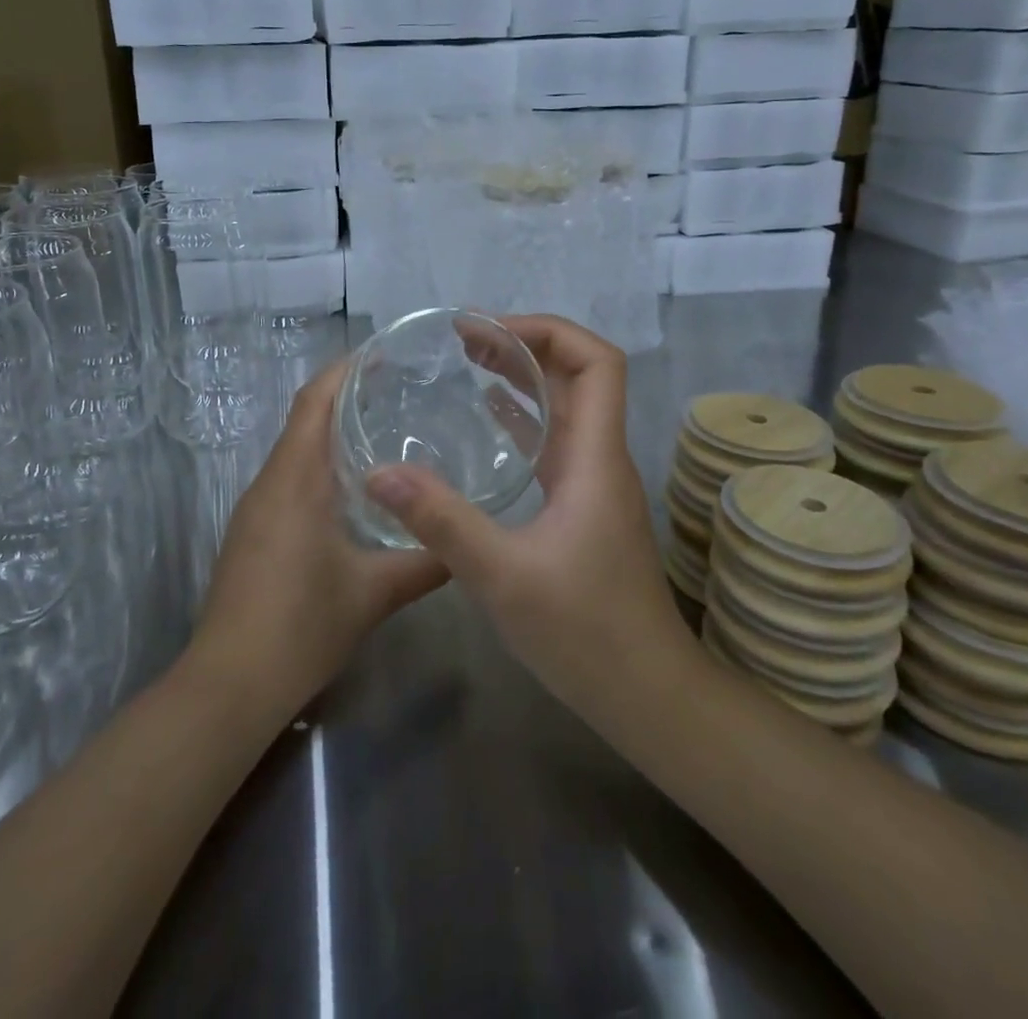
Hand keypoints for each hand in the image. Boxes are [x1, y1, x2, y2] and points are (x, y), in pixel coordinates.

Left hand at [187, 361, 448, 720]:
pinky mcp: (253, 533)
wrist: (230, 684)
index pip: (315, 401)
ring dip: (333, 433)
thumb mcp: (374, 593)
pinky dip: (321, 466)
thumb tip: (467, 544)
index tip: (384, 354)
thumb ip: (425, 562)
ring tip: (386, 429)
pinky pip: (289, 479)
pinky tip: (355, 489)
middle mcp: (270, 482)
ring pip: (296, 451)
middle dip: (347, 397)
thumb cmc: (301, 625)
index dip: (345, 370)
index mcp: (295, 479)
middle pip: (305, 419)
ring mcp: (256, 509)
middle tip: (401, 390)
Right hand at [365, 315, 690, 716]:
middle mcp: (601, 458)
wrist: (648, 695)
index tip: (489, 332)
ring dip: (525, 377)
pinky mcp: (584, 508)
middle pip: (578, 375)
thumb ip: (441, 521)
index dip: (548, 331)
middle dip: (525, 345)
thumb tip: (380, 473)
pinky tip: (489, 420)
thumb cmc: (585, 633)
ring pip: (567, 407)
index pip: (597, 362)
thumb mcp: (503, 575)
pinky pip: (556, 442)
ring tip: (469, 362)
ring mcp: (595, 483)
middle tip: (464, 339)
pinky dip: (524, 418)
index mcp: (595, 457)